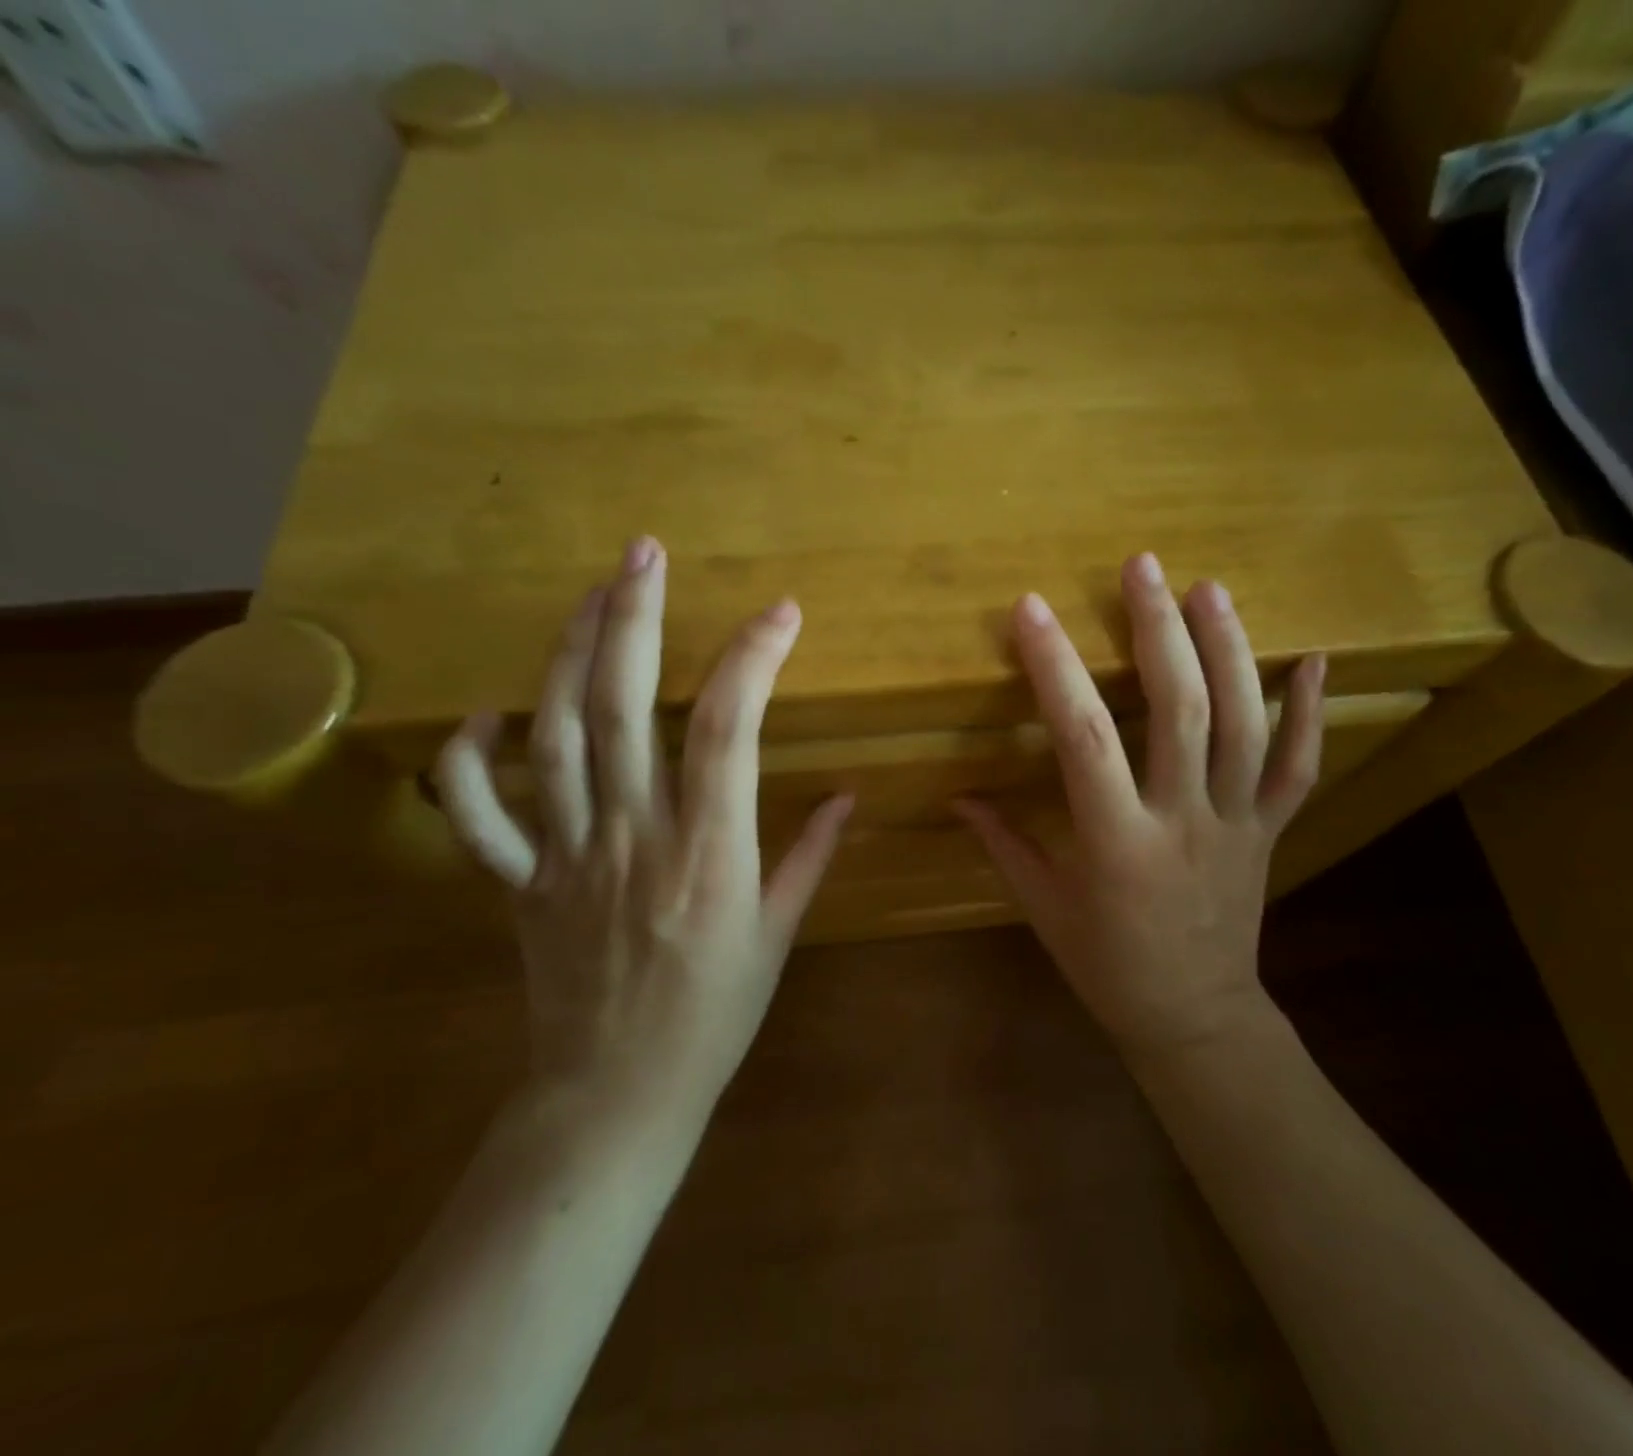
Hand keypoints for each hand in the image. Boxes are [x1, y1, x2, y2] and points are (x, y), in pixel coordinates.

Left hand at [435, 540, 852, 1120]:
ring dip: (568, 655)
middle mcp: (633, 836)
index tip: (780, 613)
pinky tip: (490, 717)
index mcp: (709, 852)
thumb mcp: (777, 935)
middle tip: (643, 554)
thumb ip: (809, 856)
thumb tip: (848, 796)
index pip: (728, 730)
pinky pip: (480, 815)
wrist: (617, 1096)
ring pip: (554, 736)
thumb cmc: (715, 1016)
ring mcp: (566, 855)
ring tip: (590, 595)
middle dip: (635, 619)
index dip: (753, 660)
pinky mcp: (521, 882)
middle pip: (622, 707)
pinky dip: (473, 761)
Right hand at [954, 553, 1323, 1056]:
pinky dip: (1311, 711)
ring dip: (1229, 650)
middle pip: (1180, 710)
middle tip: (1143, 568)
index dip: (1055, 668)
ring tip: (1208, 589)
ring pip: (1245, 724)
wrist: (1195, 1017)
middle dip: (1159, 630)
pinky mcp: (1270, 830)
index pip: (1082, 738)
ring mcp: (1237, 823)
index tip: (1031, 610)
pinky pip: (1300, 766)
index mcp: (1116, 842)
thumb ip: (1003, 843)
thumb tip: (958, 795)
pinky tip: (1314, 659)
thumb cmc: (1108, 966)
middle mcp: (1183, 820)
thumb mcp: (1043, 908)